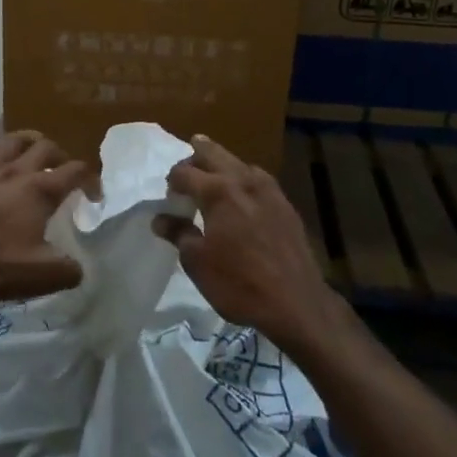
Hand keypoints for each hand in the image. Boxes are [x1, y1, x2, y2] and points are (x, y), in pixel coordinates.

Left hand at [0, 130, 91, 311]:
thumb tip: (78, 267)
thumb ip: (67, 270)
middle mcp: (17, 170)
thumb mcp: (39, 277)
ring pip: (15, 139)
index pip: (75, 171)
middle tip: (63, 172)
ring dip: (30, 143)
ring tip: (34, 154)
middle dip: (61, 156)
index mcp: (40, 190)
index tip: (94, 195)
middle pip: (47, 147)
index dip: (91, 180)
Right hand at [154, 135, 343, 351]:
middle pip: (213, 153)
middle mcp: (243, 180)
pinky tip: (242, 194)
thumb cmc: (239, 284)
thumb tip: (160, 219)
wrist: (296, 303)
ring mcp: (268, 189)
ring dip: (220, 163)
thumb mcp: (198, 262)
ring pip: (238, 162)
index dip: (172, 181)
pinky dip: (243, 178)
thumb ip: (178, 233)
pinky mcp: (285, 203)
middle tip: (185, 168)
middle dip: (195, 156)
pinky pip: (258, 178)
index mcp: (217, 191)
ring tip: (211, 176)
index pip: (185, 173)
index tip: (169, 196)